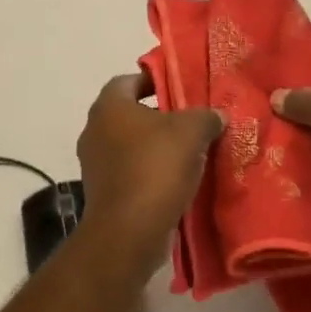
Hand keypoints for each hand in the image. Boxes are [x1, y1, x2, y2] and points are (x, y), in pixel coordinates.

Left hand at [77, 71, 224, 271]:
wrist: (129, 232)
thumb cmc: (155, 168)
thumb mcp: (191, 132)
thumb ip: (206, 116)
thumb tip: (217, 115)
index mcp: (108, 107)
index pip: (128, 80)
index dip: (154, 80)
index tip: (181, 87)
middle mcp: (94, 131)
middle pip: (130, 114)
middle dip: (160, 116)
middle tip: (192, 120)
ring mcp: (95, 164)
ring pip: (131, 145)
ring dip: (156, 147)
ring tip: (190, 151)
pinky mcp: (103, 193)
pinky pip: (130, 172)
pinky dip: (150, 172)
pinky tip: (177, 180)